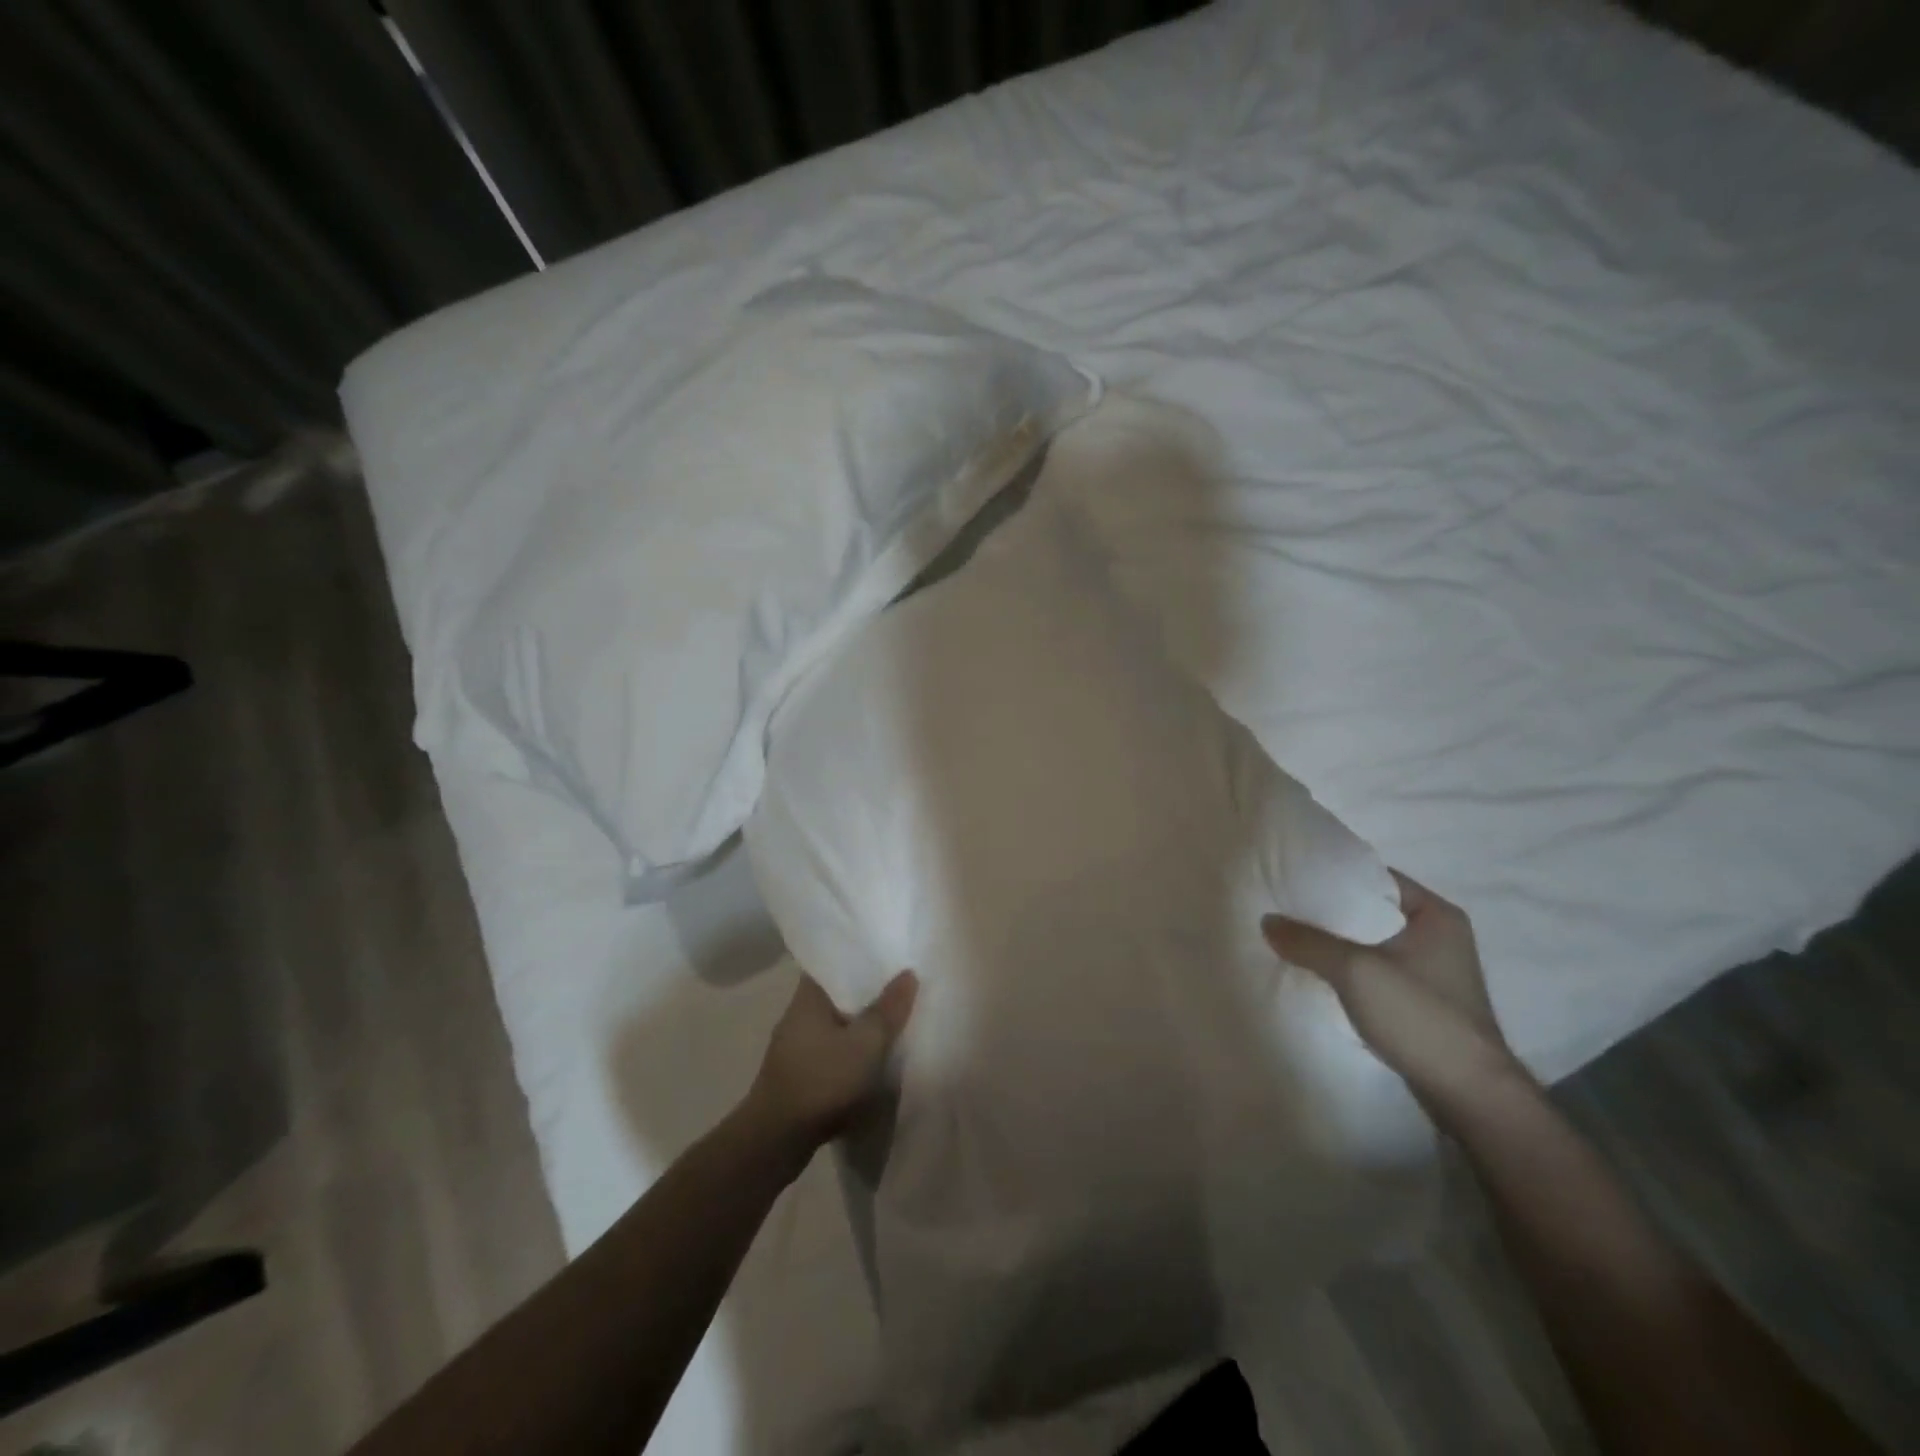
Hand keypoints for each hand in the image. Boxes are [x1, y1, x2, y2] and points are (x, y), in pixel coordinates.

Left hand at [742, 971, 918, 1156]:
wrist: (776, 1142)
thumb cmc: (821, 1081)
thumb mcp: (865, 1043)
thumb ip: (888, 1009)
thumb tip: (908, 974)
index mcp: (808, 998)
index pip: (832, 964)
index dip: (859, 958)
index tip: (887, 956)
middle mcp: (798, 1017)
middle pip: (838, 996)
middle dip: (867, 995)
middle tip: (902, 988)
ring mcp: (796, 1049)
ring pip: (837, 1027)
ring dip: (861, 1028)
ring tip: (895, 1024)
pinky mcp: (799, 1077)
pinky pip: (833, 1054)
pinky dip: (852, 1055)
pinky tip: (874, 1062)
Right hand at [1262, 871, 1524, 1114]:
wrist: (1469, 1095)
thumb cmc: (1420, 1017)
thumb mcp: (1355, 971)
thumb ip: (1309, 942)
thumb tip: (1267, 921)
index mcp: (1436, 914)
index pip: (1376, 877)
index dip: (1334, 875)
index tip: (1294, 876)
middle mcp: (1439, 935)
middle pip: (1371, 910)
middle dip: (1329, 911)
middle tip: (1284, 907)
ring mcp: (1432, 970)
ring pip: (1371, 942)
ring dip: (1336, 942)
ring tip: (1292, 937)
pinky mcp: (1421, 1000)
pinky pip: (1375, 969)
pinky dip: (1348, 968)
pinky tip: (1316, 972)